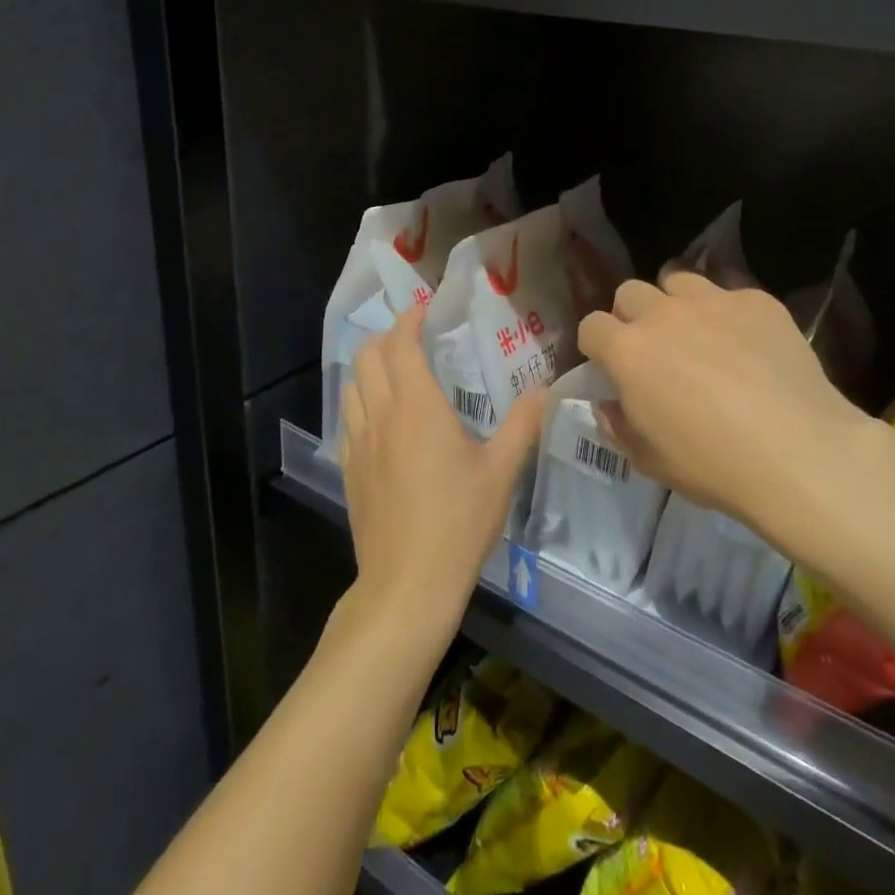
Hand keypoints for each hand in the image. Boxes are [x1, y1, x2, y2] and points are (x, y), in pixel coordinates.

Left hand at [339, 305, 547, 641]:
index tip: (425, 310)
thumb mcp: (501, 472)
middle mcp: (381, 415)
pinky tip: (382, 421)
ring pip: (352, 385)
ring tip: (396, 374)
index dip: (409, 320)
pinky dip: (361, 402)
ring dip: (370, 368)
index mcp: (417, 407)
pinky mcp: (349, 470)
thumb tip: (545, 389)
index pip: (401, 344)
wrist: (407, 584)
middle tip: (415, 340)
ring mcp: (359, 443)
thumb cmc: (459, 522)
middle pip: (368, 356)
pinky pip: (348, 419)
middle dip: (388, 338)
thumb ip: (523, 425)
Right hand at [577, 271, 871, 534]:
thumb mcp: (649, 460)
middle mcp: (662, 314)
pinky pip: (730, 293)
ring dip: (676, 303)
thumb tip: (610, 403)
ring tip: (698, 333)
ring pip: (677, 280)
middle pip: (629, 292)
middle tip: (654, 348)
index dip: (597, 345)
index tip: (610, 365)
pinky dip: (729, 313)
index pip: (591, 325)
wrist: (797, 452)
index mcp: (628, 351)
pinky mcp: (757, 300)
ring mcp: (712, 300)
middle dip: (632, 315)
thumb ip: (619, 425)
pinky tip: (748, 344)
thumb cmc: (712, 464)